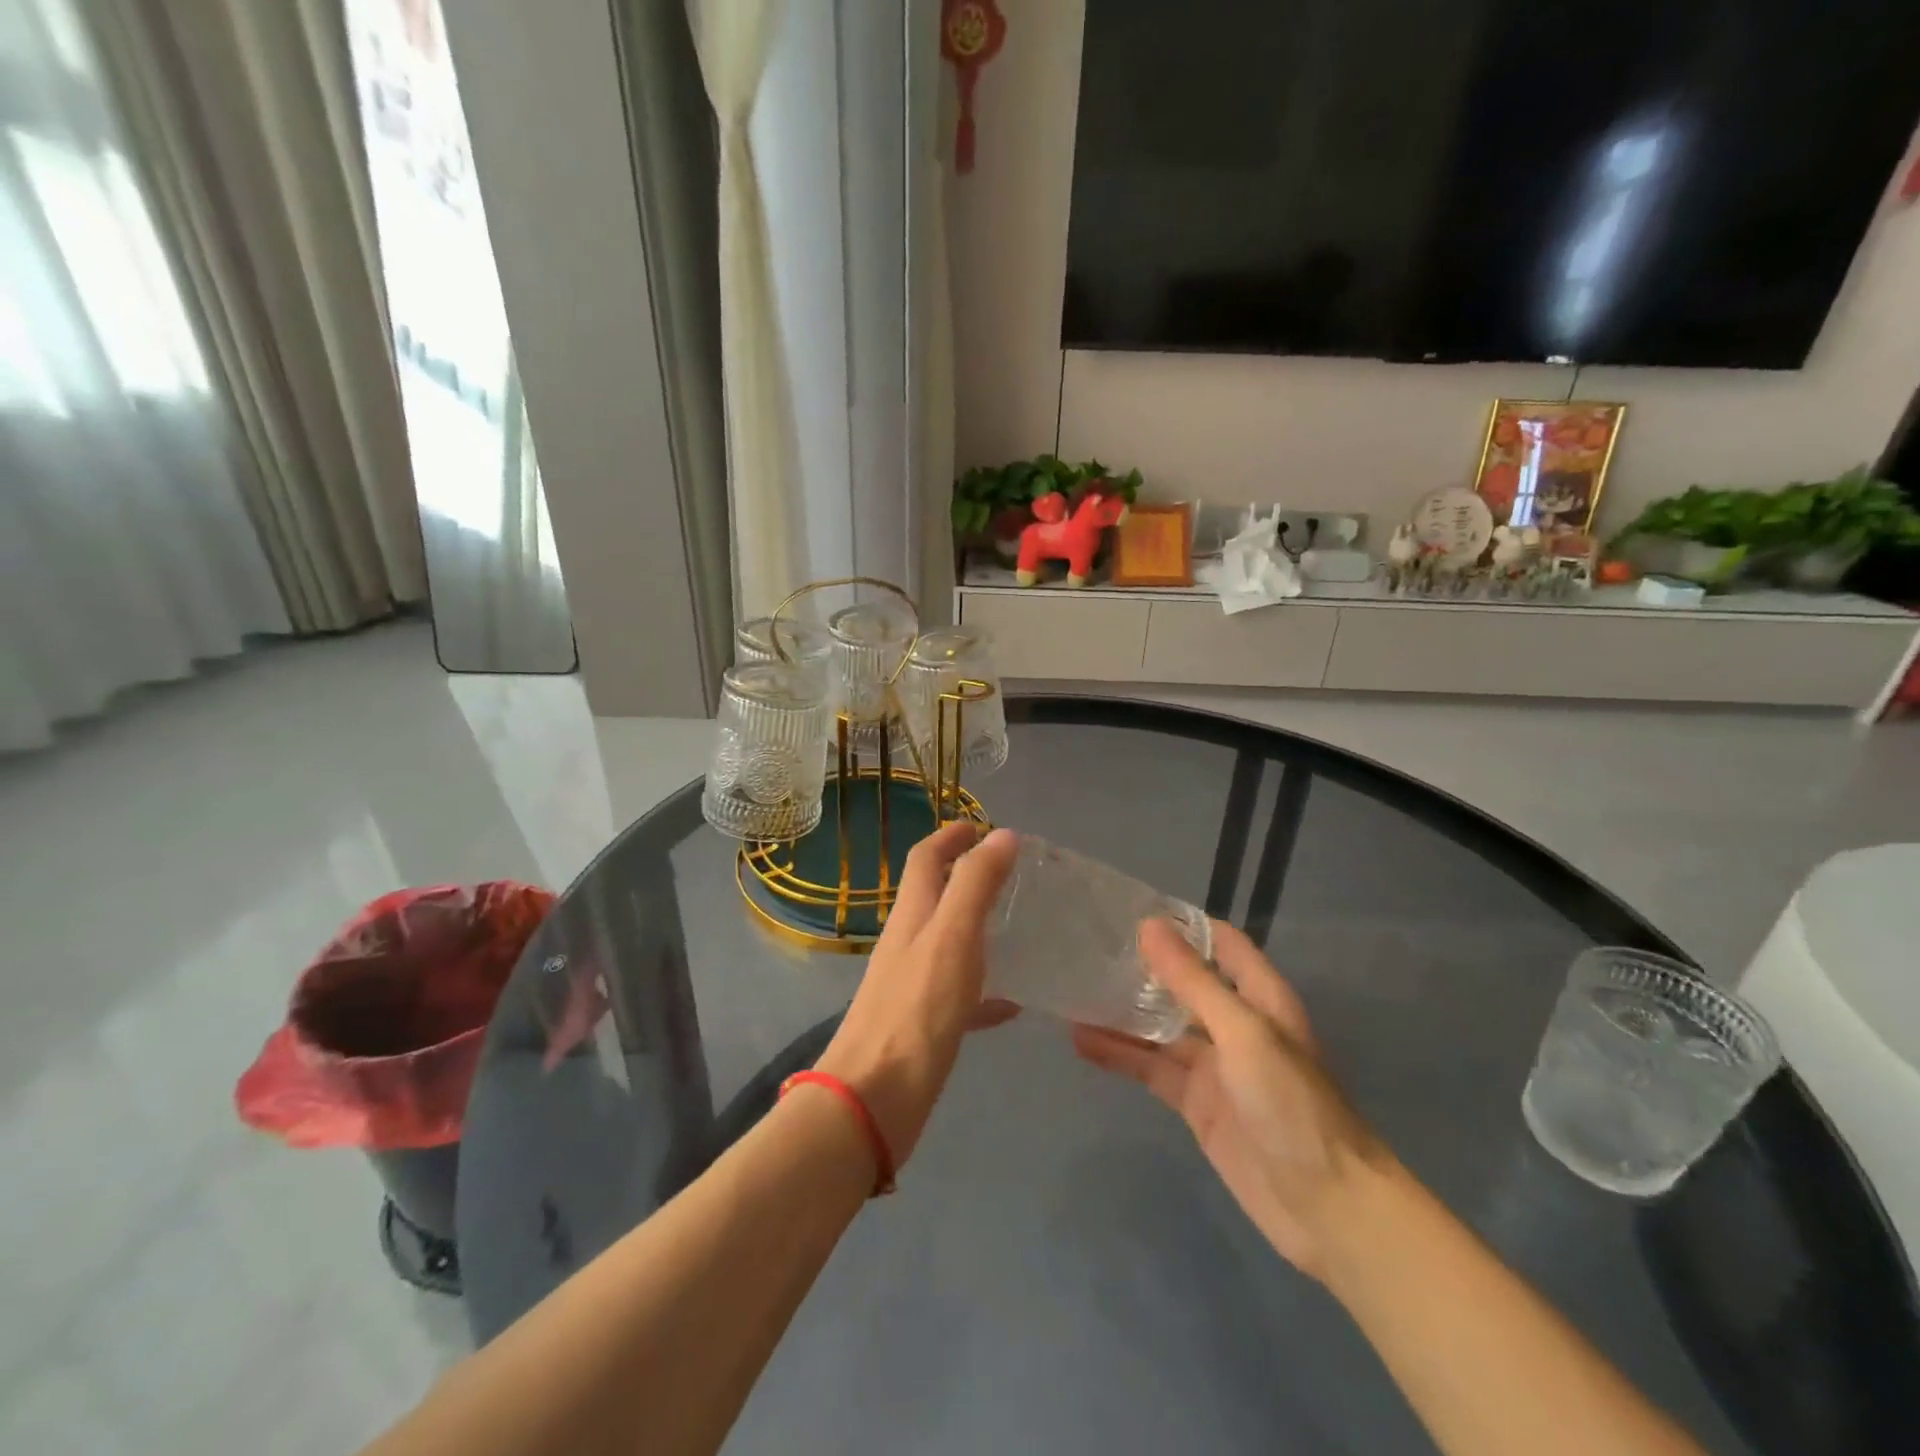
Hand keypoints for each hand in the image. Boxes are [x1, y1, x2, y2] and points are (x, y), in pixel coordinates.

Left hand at [815, 823, 1018, 1168]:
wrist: (873, 1099)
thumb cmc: (916, 1010)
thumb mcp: (952, 937)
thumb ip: (975, 885)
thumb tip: (1001, 834)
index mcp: (912, 915)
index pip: (925, 859)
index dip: (949, 837)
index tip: (979, 825)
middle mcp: (907, 943)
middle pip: (934, 896)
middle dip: (965, 876)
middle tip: (1009, 873)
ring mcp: (912, 985)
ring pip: (947, 942)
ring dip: (976, 927)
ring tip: (1018, 928)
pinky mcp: (921, 1024)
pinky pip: (959, 994)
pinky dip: (985, 988)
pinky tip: (1013, 1005)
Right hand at [1072, 919, 1388, 1281]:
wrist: (1326, 1208)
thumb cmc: (1292, 1105)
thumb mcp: (1242, 1033)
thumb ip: (1193, 981)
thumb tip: (1149, 926)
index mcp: (1258, 996)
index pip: (1219, 942)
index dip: (1181, 925)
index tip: (1129, 910)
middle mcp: (1235, 1023)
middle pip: (1183, 983)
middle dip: (1142, 967)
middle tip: (1088, 947)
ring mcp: (1214, 1065)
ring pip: (1160, 1027)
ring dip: (1122, 1012)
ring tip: (1073, 990)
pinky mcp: (1195, 1103)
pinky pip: (1151, 1069)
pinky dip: (1119, 1055)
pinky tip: (1081, 1041)